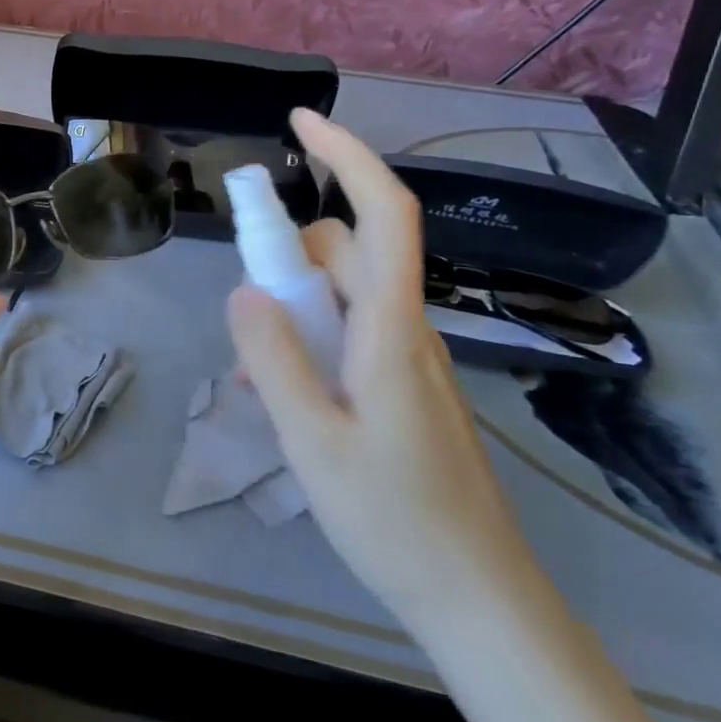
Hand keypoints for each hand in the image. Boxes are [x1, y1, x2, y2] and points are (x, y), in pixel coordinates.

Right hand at [227, 110, 541, 631]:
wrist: (477, 599)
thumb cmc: (393, 520)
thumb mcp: (312, 440)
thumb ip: (273, 360)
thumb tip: (243, 291)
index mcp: (391, 330)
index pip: (382, 214)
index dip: (347, 157)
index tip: (301, 122)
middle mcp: (407, 328)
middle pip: (349, 252)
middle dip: (290, 256)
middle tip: (248, 315)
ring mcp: (408, 358)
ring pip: (343, 295)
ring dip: (294, 307)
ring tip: (258, 375)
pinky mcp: (403, 384)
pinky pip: (349, 334)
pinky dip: (309, 341)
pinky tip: (283, 397)